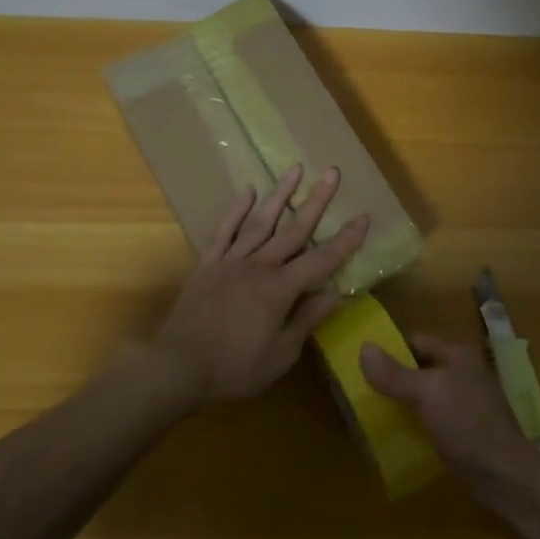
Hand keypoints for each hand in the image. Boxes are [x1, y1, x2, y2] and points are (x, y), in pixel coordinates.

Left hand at [151, 165, 368, 403]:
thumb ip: (307, 320)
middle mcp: (259, 266)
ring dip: (279, 194)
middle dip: (316, 200)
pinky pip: (224, 231)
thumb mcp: (280, 355)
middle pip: (294, 228)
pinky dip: (236, 210)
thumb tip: (335, 293)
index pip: (322, 260)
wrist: (176, 368)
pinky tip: (248, 192)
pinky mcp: (207, 264)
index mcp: (280, 289)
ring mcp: (231, 261)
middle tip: (332, 172)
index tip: (363, 217)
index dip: (345, 240)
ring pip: (260, 221)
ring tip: (295, 169)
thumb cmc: (233, 368)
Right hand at [359, 333, 539, 492]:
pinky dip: (415, 423)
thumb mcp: (426, 394)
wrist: (506, 477)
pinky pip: (432, 418)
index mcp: (458, 354)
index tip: (361, 362)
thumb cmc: (467, 425)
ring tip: (373, 413)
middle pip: (420, 368)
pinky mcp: (465, 430)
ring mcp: (467, 402)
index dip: (390, 349)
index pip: (416, 340)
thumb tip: (363, 347)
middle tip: (362, 390)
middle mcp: (464, 372)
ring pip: (425, 395)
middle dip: (393, 378)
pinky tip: (397, 435)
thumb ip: (394, 374)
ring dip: (402, 402)